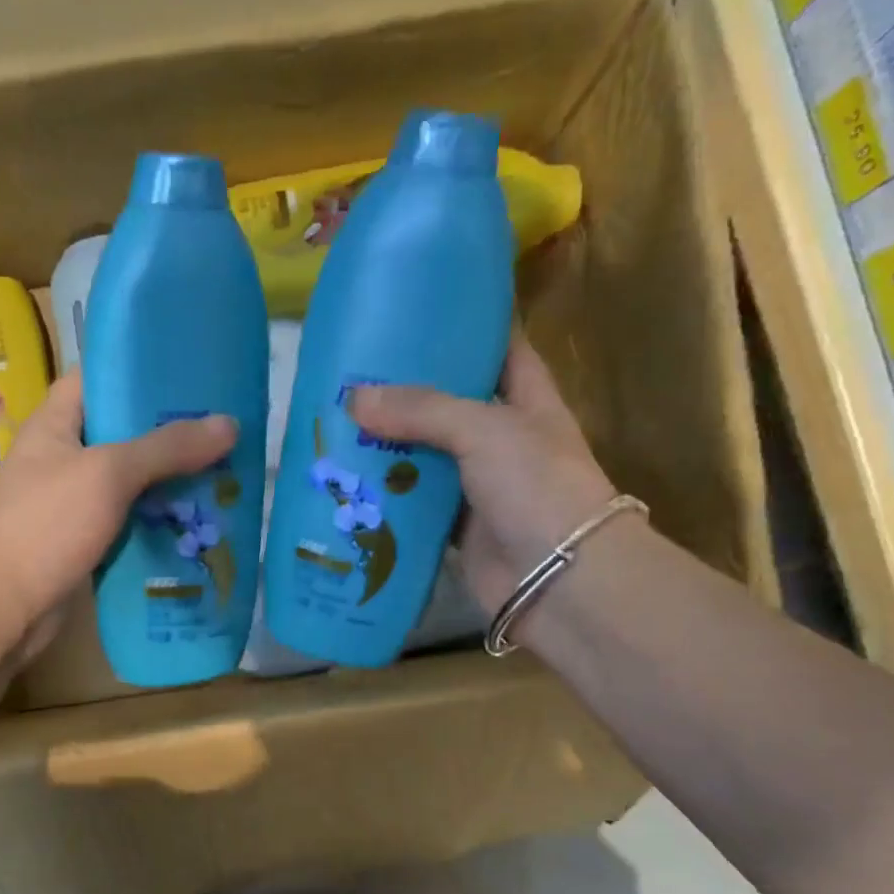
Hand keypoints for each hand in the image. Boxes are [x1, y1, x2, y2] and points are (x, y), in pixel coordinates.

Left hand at [0, 370, 238, 661]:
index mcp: (53, 424)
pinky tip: (194, 523)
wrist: (6, 605)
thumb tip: (229, 424)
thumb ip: (167, 448)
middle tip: (219, 430)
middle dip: (166, 434)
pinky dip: (155, 522)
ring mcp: (69, 504)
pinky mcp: (81, 543)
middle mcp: (60, 459)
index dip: (134, 370)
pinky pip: (125, 522)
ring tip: (220, 474)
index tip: (185, 372)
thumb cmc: (48, 524)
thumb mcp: (109, 474)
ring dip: (166, 483)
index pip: (93, 379)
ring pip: (126, 483)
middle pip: (119, 434)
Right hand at [350, 335, 616, 615]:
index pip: (500, 350)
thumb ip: (421, 411)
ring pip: (425, 459)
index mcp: (527, 401)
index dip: (467, 330)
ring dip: (388, 449)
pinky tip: (348, 485)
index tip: (418, 315)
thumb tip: (354, 399)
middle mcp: (502, 440)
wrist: (557, 577)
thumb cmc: (536, 486)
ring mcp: (478, 487)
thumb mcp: (484, 429)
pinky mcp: (455, 529)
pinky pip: (414, 506)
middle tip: (354, 377)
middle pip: (448, 407)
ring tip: (337, 427)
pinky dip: (386, 498)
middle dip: (406, 395)